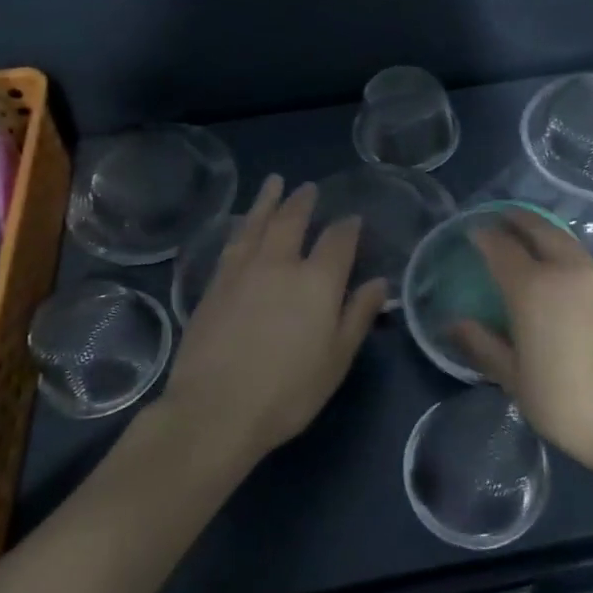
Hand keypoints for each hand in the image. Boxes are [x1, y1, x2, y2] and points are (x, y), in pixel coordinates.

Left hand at [160, 176, 387, 463]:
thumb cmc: (288, 392)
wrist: (215, 410)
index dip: (348, 226)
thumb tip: (378, 282)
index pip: (338, 240)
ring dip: (268, 201)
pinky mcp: (214, 285)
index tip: (353, 219)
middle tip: (309, 188)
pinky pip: (232, 243)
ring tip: (274, 183)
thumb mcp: (336, 359)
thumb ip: (358, 315)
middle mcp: (280, 264)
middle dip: (303, 202)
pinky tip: (243, 224)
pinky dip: (242, 226)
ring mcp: (242, 271)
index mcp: (317, 281)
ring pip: (257, 223)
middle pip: (293, 220)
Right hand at [453, 209, 592, 476]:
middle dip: (516, 219)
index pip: (501, 247)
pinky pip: (580, 255)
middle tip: (498, 218)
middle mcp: (565, 271)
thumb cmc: (566, 403)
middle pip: (538, 229)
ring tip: (525, 235)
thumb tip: (453, 324)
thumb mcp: (514, 379)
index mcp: (533, 288)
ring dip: (541, 229)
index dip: (483, 235)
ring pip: (563, 238)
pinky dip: (561, 247)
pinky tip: (555, 264)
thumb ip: (483, 345)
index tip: (471, 231)